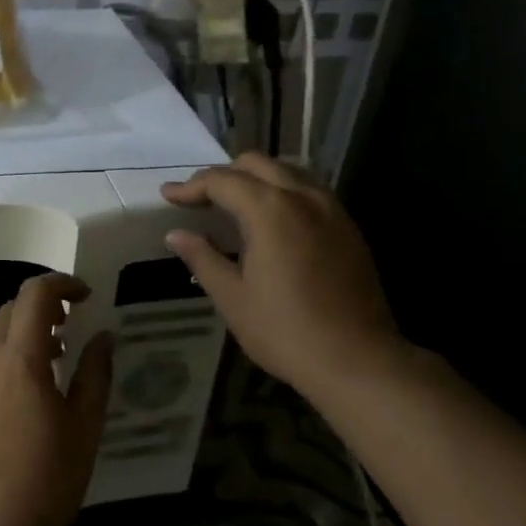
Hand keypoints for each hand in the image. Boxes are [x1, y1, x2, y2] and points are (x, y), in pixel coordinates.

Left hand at [0, 274, 113, 525]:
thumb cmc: (47, 479)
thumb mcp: (85, 426)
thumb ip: (95, 373)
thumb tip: (103, 337)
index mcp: (18, 358)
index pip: (34, 294)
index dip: (62, 284)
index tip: (86, 297)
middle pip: (11, 310)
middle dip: (43, 307)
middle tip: (75, 327)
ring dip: (26, 332)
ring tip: (58, 358)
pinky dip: (10, 355)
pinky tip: (32, 388)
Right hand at [161, 153, 406, 395]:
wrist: (357, 360)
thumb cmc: (285, 331)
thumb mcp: (233, 297)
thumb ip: (203, 258)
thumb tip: (176, 235)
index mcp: (271, 210)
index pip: (222, 180)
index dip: (191, 186)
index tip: (168, 196)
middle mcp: (304, 197)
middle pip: (257, 164)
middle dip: (223, 174)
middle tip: (199, 199)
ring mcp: (332, 210)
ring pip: (288, 172)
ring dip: (256, 179)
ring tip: (233, 205)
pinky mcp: (348, 228)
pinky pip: (310, 191)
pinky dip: (283, 193)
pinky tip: (272, 221)